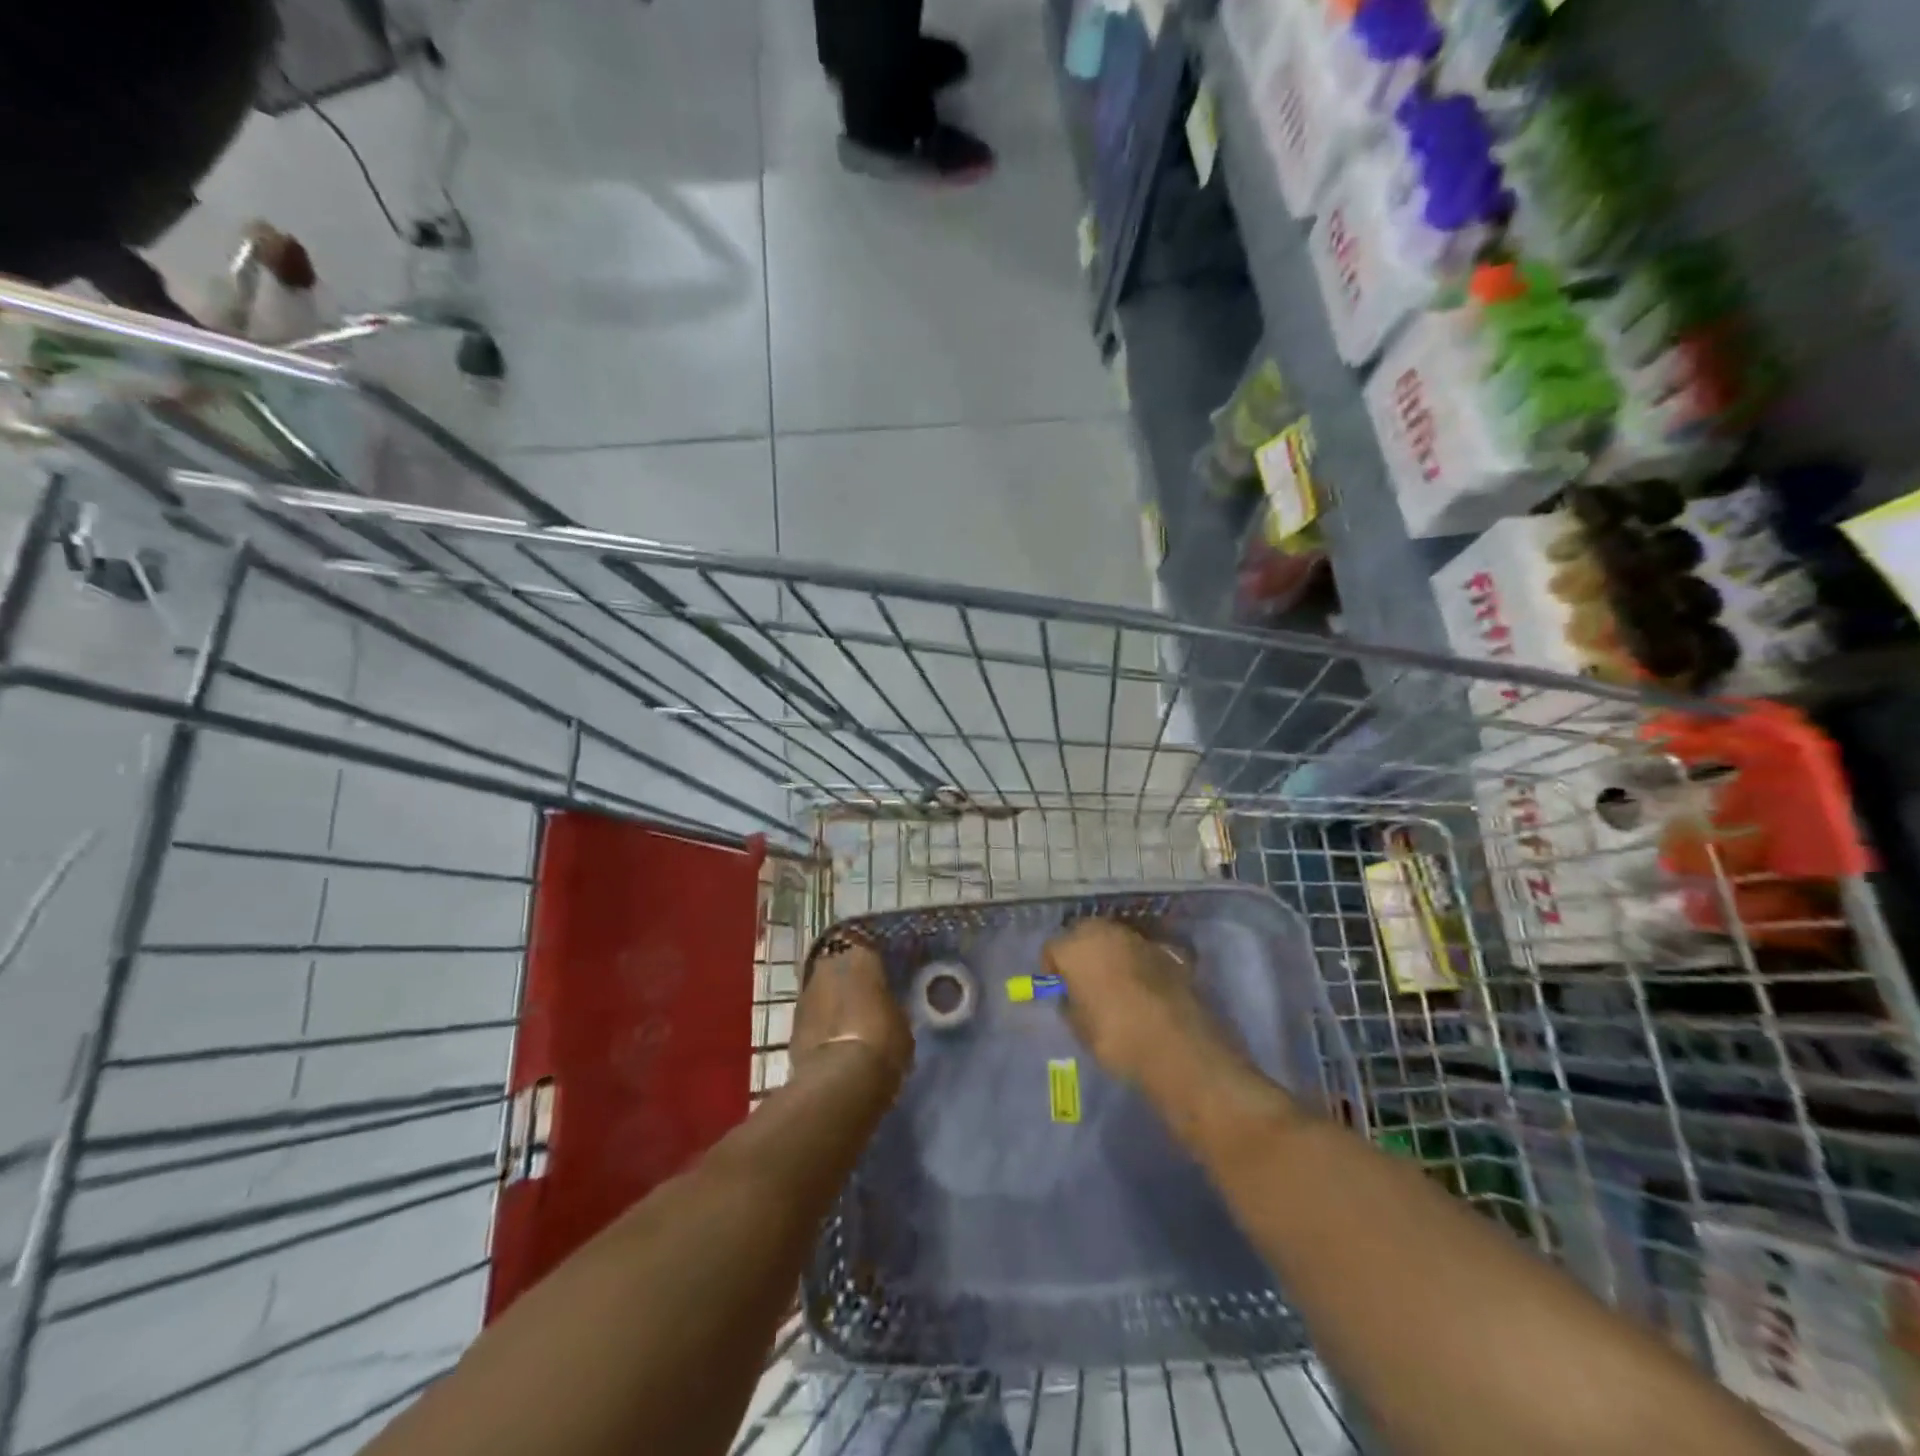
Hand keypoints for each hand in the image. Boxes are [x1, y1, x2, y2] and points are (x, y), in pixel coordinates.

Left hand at [791, 934, 912, 1092]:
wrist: (840, 1079)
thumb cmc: (882, 1041)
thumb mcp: (901, 1021)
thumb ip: (891, 1005)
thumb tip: (886, 1006)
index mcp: (860, 956)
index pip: (868, 948)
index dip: (875, 963)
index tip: (883, 976)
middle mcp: (830, 964)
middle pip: (840, 966)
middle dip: (849, 979)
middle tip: (865, 997)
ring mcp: (806, 992)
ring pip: (823, 989)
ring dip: (832, 1000)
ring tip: (848, 1021)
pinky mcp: (792, 1021)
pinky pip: (812, 1014)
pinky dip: (820, 1022)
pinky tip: (833, 1039)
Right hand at [1042, 918, 1232, 1090]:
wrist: (1175, 1043)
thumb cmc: (1114, 1036)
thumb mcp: (1079, 1026)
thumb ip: (1070, 1002)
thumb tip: (1072, 994)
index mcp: (1074, 947)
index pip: (1051, 947)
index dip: (1052, 967)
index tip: (1059, 987)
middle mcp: (1104, 932)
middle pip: (1083, 932)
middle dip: (1081, 950)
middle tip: (1084, 978)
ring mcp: (1137, 938)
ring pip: (1113, 937)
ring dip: (1109, 952)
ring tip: (1114, 981)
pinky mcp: (1165, 949)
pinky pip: (1140, 950)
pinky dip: (1136, 961)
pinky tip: (1142, 984)